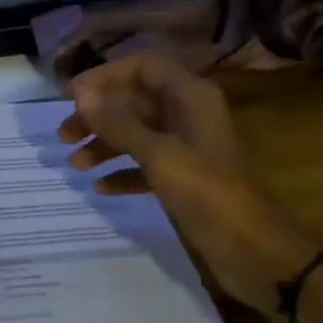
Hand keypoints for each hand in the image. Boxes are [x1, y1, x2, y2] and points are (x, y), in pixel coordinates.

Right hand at [58, 53, 320, 317]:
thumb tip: (80, 93)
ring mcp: (187, 148)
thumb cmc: (209, 194)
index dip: (105, 76)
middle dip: (98, 115)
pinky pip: (145, 165)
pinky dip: (123, 171)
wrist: (258, 255)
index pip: (142, 66)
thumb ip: (118, 122)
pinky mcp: (185, 179)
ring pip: (137, 133)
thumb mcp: (159, 154)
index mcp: (190, 96)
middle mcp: (188, 114)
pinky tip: (101, 187)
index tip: (72, 96)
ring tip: (74, 163)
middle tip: (64, 134)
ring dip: (105, 144)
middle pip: (134, 100)